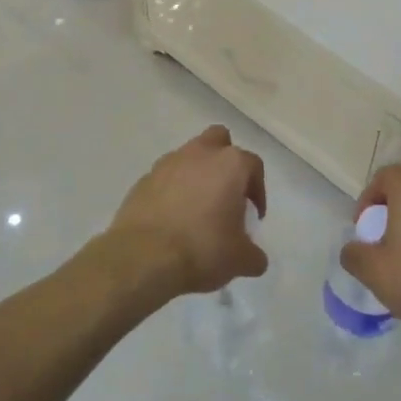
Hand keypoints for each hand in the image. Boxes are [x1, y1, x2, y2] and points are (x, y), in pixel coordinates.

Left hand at [105, 125, 267, 296]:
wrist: (144, 257)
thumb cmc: (202, 249)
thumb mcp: (241, 260)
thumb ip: (254, 254)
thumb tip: (254, 257)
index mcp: (229, 164)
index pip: (253, 165)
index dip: (258, 190)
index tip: (253, 215)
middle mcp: (198, 154)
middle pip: (218, 140)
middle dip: (224, 161)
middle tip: (226, 193)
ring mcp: (166, 164)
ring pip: (188, 157)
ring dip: (196, 176)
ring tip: (197, 210)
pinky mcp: (142, 180)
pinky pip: (164, 179)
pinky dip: (171, 191)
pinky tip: (171, 219)